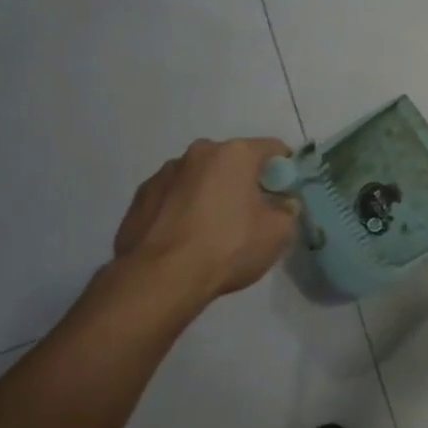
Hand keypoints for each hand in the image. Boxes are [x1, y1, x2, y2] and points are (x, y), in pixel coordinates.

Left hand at [111, 138, 297, 312]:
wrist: (159, 279)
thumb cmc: (227, 247)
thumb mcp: (278, 232)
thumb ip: (287, 210)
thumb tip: (282, 203)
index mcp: (235, 153)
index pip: (273, 149)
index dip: (285, 171)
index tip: (285, 196)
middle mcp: (198, 153)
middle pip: (233, 161)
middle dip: (245, 182)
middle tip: (251, 215)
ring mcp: (164, 173)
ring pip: (200, 178)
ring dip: (211, 194)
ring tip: (212, 230)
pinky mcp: (140, 197)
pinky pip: (173, 196)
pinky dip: (183, 209)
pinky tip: (185, 238)